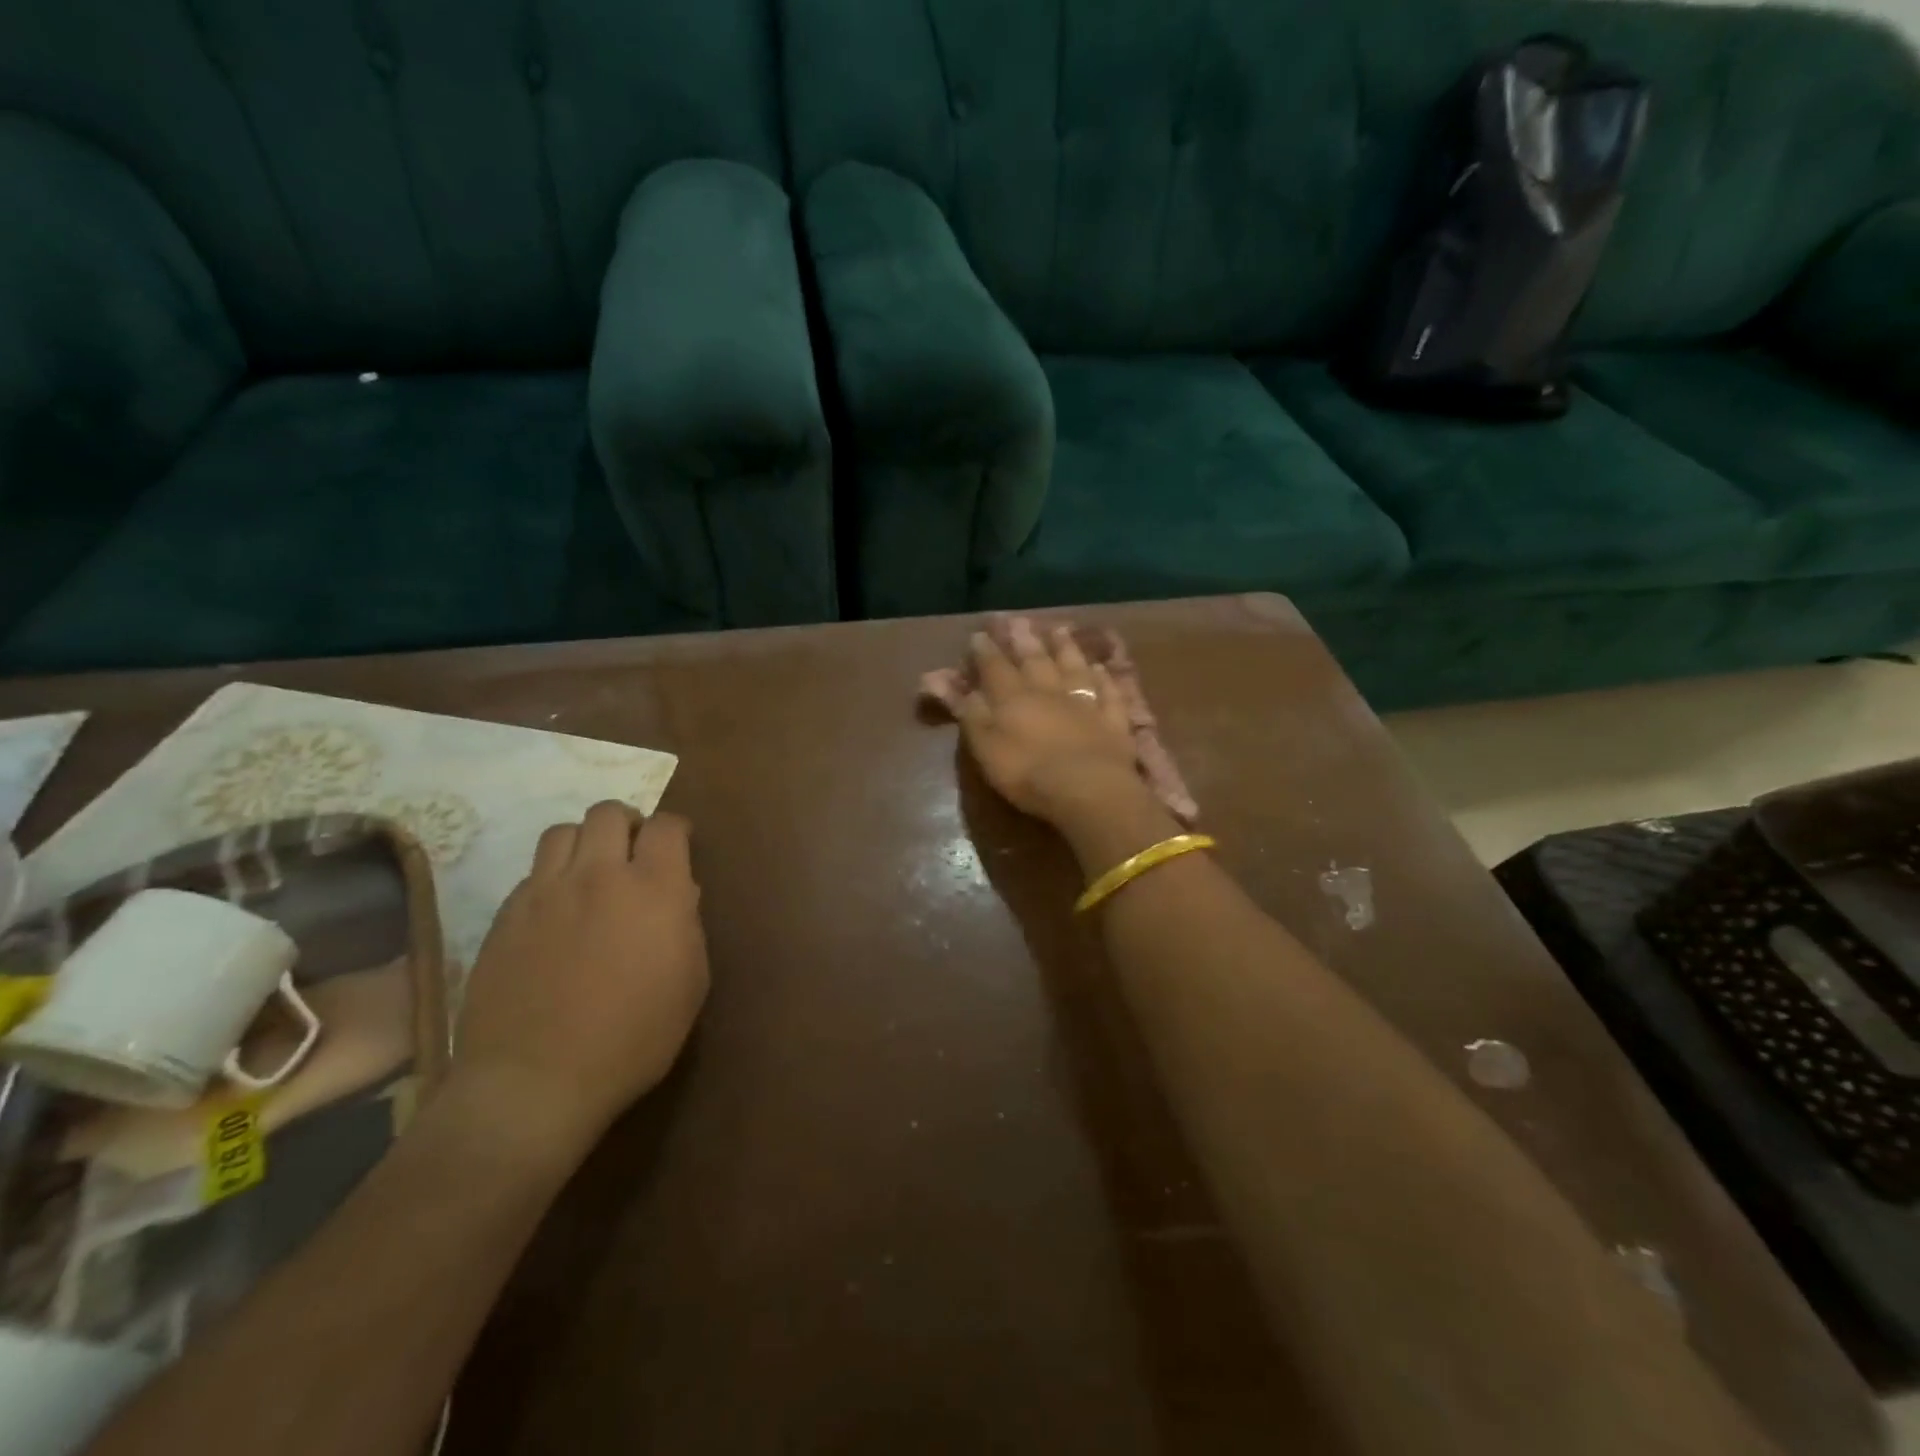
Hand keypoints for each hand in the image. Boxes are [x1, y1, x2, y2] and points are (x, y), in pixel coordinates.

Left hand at [453, 801, 707, 1161]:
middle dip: (627, 824)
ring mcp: (544, 893)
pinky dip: (551, 880)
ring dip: (584, 843)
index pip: (666, 825)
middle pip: (608, 813)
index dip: (675, 829)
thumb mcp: (690, 983)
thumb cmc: (633, 1038)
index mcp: (654, 888)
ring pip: (562, 832)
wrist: (535, 1082)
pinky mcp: (505, 917)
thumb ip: (687, 925)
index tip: (678, 845)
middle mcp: (598, 875)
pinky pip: (531, 874)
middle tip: (633, 854)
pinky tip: (556, 914)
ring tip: (590, 873)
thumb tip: (679, 893)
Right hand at [956, 618, 1145, 825]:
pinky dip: (1103, 677)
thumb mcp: (985, 747)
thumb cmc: (1027, 773)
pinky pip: (1107, 691)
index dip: (985, 651)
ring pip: (1074, 667)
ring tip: (1060, 629)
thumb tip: (955, 686)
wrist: (1088, 789)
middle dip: (1025, 640)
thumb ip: (971, 714)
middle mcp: (1048, 690)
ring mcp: (1085, 702)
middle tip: (1019, 620)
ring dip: (1065, 648)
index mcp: (1013, 698)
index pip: (995, 668)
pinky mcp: (1113, 719)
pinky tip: (1100, 667)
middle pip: (1035, 660)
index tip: (979, 635)